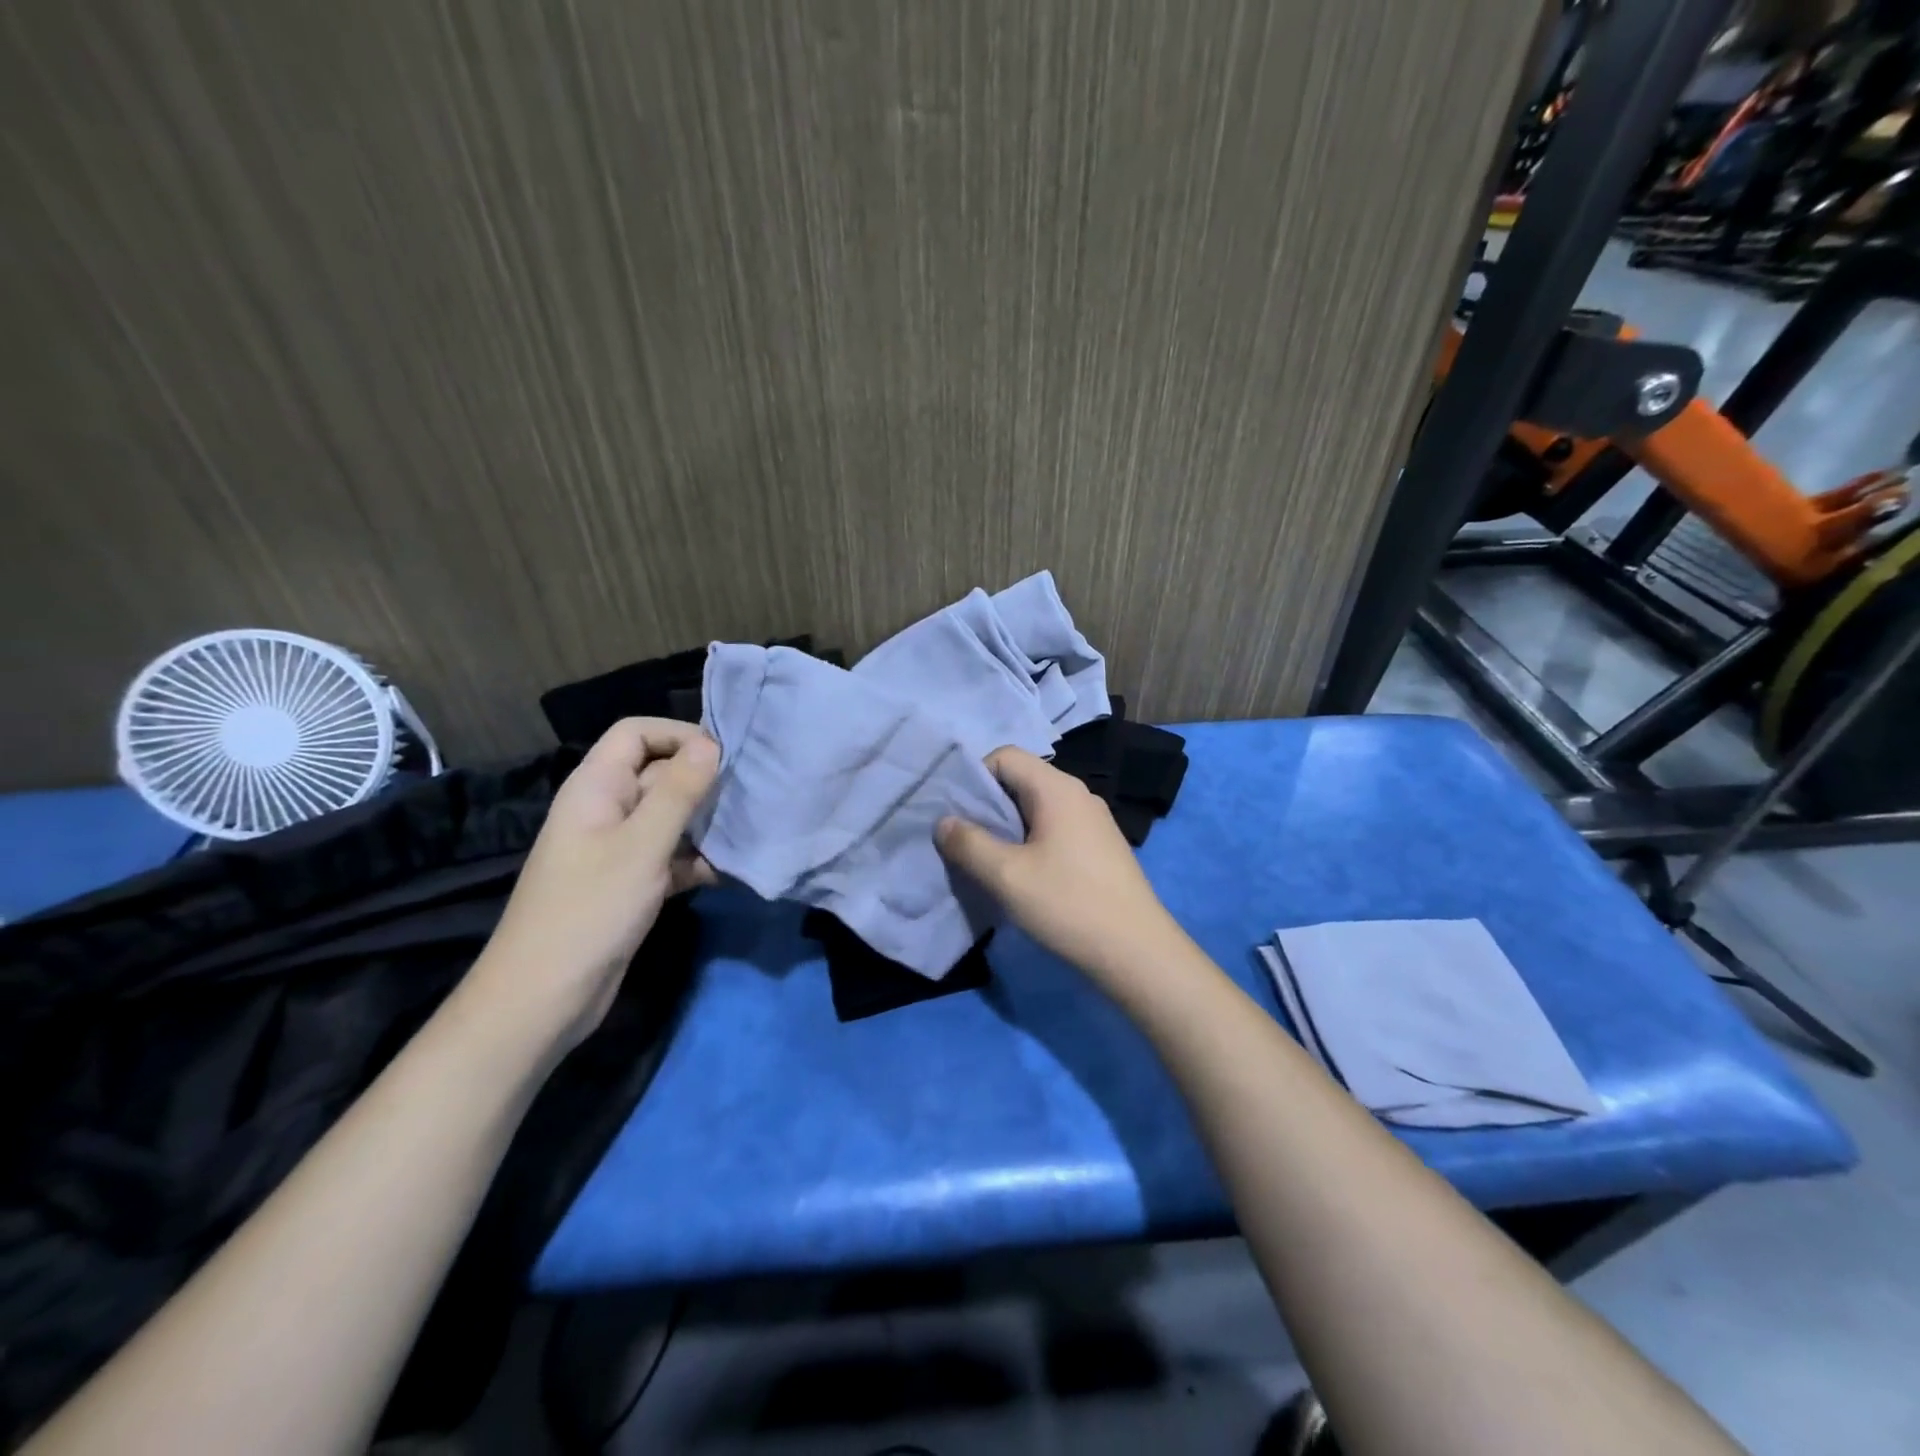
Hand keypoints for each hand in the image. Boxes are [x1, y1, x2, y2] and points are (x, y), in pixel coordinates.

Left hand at [467, 718, 719, 1052]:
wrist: (544, 997)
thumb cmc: (591, 909)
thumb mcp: (642, 845)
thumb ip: (678, 792)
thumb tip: (710, 743)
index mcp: (596, 787)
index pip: (636, 734)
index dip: (678, 735)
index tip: (723, 756)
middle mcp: (606, 809)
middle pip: (658, 773)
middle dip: (701, 781)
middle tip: (749, 794)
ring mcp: (618, 848)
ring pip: (670, 817)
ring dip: (705, 822)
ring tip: (746, 830)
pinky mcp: (631, 882)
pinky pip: (670, 855)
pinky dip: (696, 859)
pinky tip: (727, 871)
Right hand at [936, 746, 1186, 984]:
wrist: (1138, 952)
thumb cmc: (1068, 905)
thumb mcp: (1006, 876)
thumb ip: (968, 843)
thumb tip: (944, 822)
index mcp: (1057, 788)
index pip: (1005, 756)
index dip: (974, 777)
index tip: (955, 813)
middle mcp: (1078, 794)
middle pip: (1021, 780)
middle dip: (987, 805)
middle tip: (963, 840)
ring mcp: (1094, 821)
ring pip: (1037, 807)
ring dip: (1007, 827)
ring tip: (987, 860)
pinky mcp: (1100, 846)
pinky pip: (1055, 828)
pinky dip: (1031, 841)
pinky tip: (1023, 875)